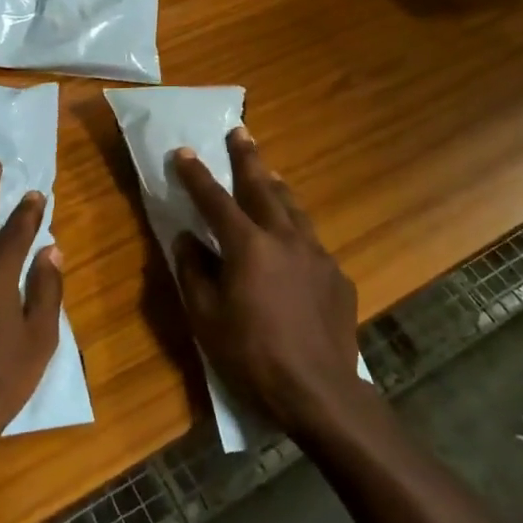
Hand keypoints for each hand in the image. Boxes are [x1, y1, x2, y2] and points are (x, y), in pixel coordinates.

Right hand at [172, 130, 367, 436]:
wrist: (318, 390)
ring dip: (277, 186)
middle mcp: (285, 238)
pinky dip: (297, 231)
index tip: (185, 152)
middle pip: (263, 188)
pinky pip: (312, 242)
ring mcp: (317, 254)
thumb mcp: (206, 318)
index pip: (215, 201)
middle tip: (240, 131)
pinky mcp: (337, 275)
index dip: (197, 176)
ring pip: (294, 208)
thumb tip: (186, 239)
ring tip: (269, 172)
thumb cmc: (252, 356)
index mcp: (248, 246)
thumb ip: (193, 272)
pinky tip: (293, 243)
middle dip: (247, 158)